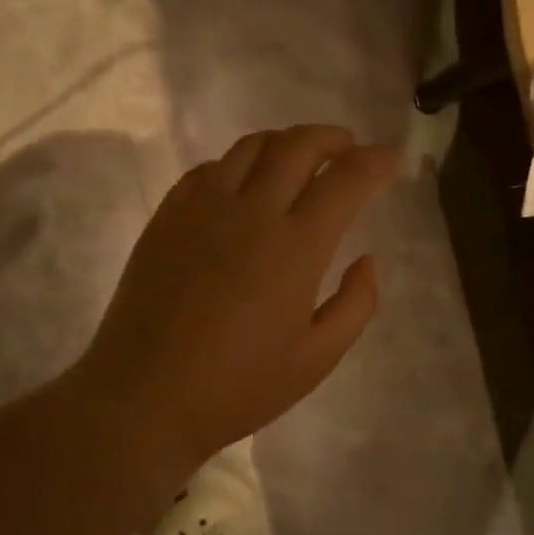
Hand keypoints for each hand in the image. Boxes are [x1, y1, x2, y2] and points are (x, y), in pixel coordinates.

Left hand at [69, 125, 397, 474]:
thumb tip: (368, 259)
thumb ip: (355, 305)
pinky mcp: (168, 216)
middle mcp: (251, 211)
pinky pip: (209, 169)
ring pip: (251, 147)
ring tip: (299, 159)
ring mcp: (202, 208)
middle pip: (297, 145)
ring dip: (285, 142)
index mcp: (295, 247)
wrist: (142, 396)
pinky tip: (243, 186)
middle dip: (332, 138)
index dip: (374, 162)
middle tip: (347, 149)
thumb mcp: (316, 359)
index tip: (390, 159)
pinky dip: (238, 164)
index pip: (345, 180)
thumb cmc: (237, 387)